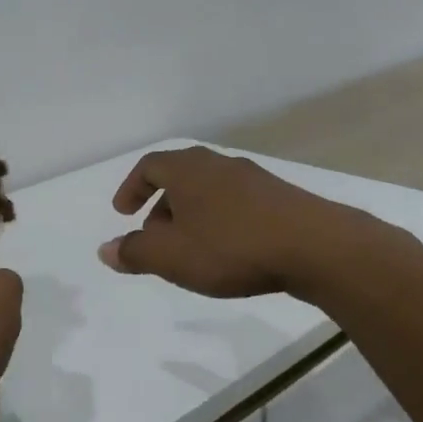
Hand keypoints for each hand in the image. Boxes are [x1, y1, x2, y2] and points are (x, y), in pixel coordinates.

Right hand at [98, 146, 400, 300]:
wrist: (317, 248)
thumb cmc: (231, 247)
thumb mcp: (171, 256)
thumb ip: (135, 252)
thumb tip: (106, 250)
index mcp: (188, 169)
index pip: (149, 166)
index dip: (131, 189)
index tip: (123, 213)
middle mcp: (219, 165)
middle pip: (180, 177)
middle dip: (161, 206)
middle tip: (155, 237)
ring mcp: (254, 179)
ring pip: (209, 191)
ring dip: (191, 215)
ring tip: (191, 249)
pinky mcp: (281, 198)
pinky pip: (236, 204)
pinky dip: (220, 221)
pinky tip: (229, 251)